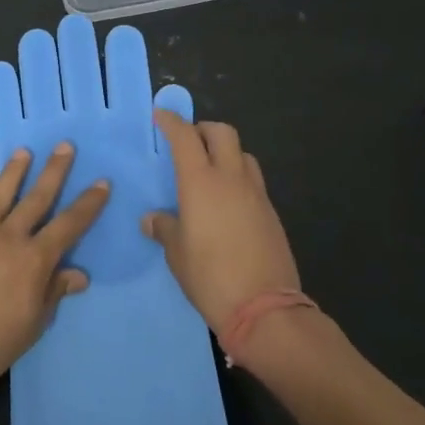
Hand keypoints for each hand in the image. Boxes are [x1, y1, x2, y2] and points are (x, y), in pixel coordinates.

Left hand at [0, 143, 108, 384]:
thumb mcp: (33, 324)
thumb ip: (53, 292)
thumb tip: (78, 274)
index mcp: (34, 259)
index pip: (69, 225)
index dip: (88, 204)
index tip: (101, 182)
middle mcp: (8, 238)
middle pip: (36, 198)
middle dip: (53, 171)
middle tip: (64, 145)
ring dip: (13, 173)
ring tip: (23, 152)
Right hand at [145, 113, 300, 335]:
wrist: (264, 307)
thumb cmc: (210, 276)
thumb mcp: (177, 254)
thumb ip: (165, 228)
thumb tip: (153, 219)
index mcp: (201, 182)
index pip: (185, 137)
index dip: (172, 122)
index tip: (162, 116)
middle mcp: (231, 178)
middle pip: (222, 133)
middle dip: (203, 129)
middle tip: (188, 141)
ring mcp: (256, 194)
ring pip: (243, 154)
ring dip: (225, 152)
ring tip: (210, 170)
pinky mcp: (271, 212)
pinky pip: (253, 181)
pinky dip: (238, 178)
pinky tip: (228, 202)